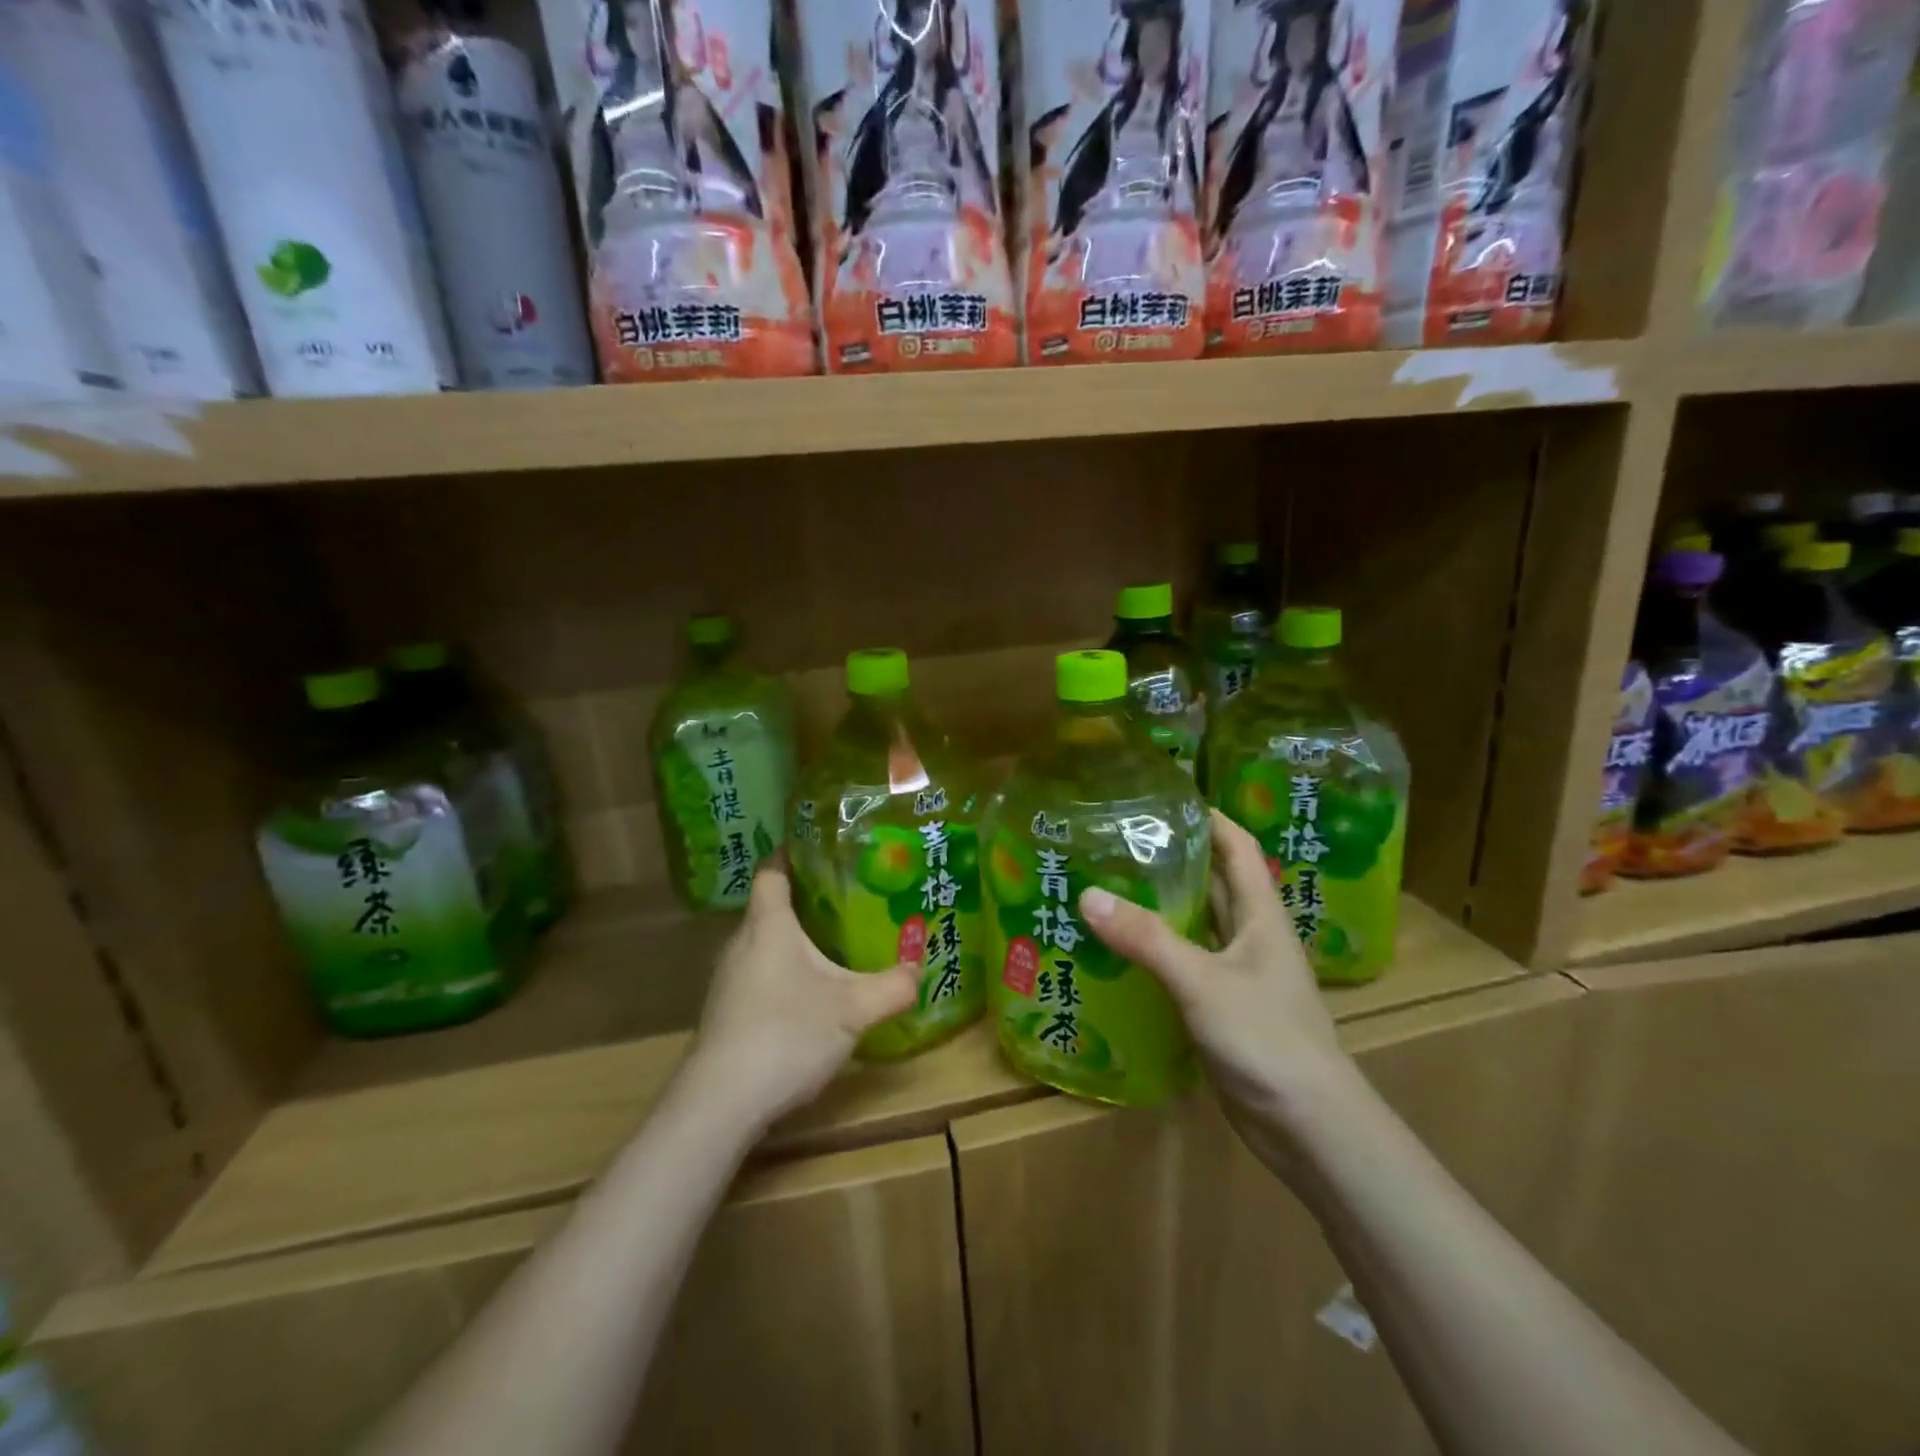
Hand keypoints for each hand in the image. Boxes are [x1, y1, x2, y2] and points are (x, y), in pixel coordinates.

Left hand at [684, 854, 920, 1131]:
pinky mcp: (726, 1010)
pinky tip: (810, 991)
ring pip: (765, 942)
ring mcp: (728, 978)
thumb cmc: (787, 1034)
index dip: (793, 852)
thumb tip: (920, 968)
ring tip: (837, 940)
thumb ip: (892, 986)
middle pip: (771, 905)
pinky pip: (759, 971)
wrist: (720, 1103)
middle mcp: (742, 942)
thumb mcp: (853, 1009)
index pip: (772, 870)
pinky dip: (784, 969)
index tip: (822, 845)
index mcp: (768, 924)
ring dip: (796, 938)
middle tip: (850, 895)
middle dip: (807, 897)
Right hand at [1078, 812, 1359, 1166]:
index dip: (1209, 818)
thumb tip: (1087, 895)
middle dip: (1175, 859)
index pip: (1238, 848)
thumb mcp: (1202, 981)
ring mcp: (1239, 976)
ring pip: (1199, 926)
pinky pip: (1187, 965)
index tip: (1164, 799)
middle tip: (1118, 841)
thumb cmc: (1267, 1038)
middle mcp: (1252, 938)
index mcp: (1261, 916)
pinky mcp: (1224, 1009)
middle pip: (1215, 884)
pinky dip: (1159, 952)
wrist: (1309, 1126)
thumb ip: (1147, 938)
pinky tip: (1122, 952)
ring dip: (1164, 906)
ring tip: (1110, 886)